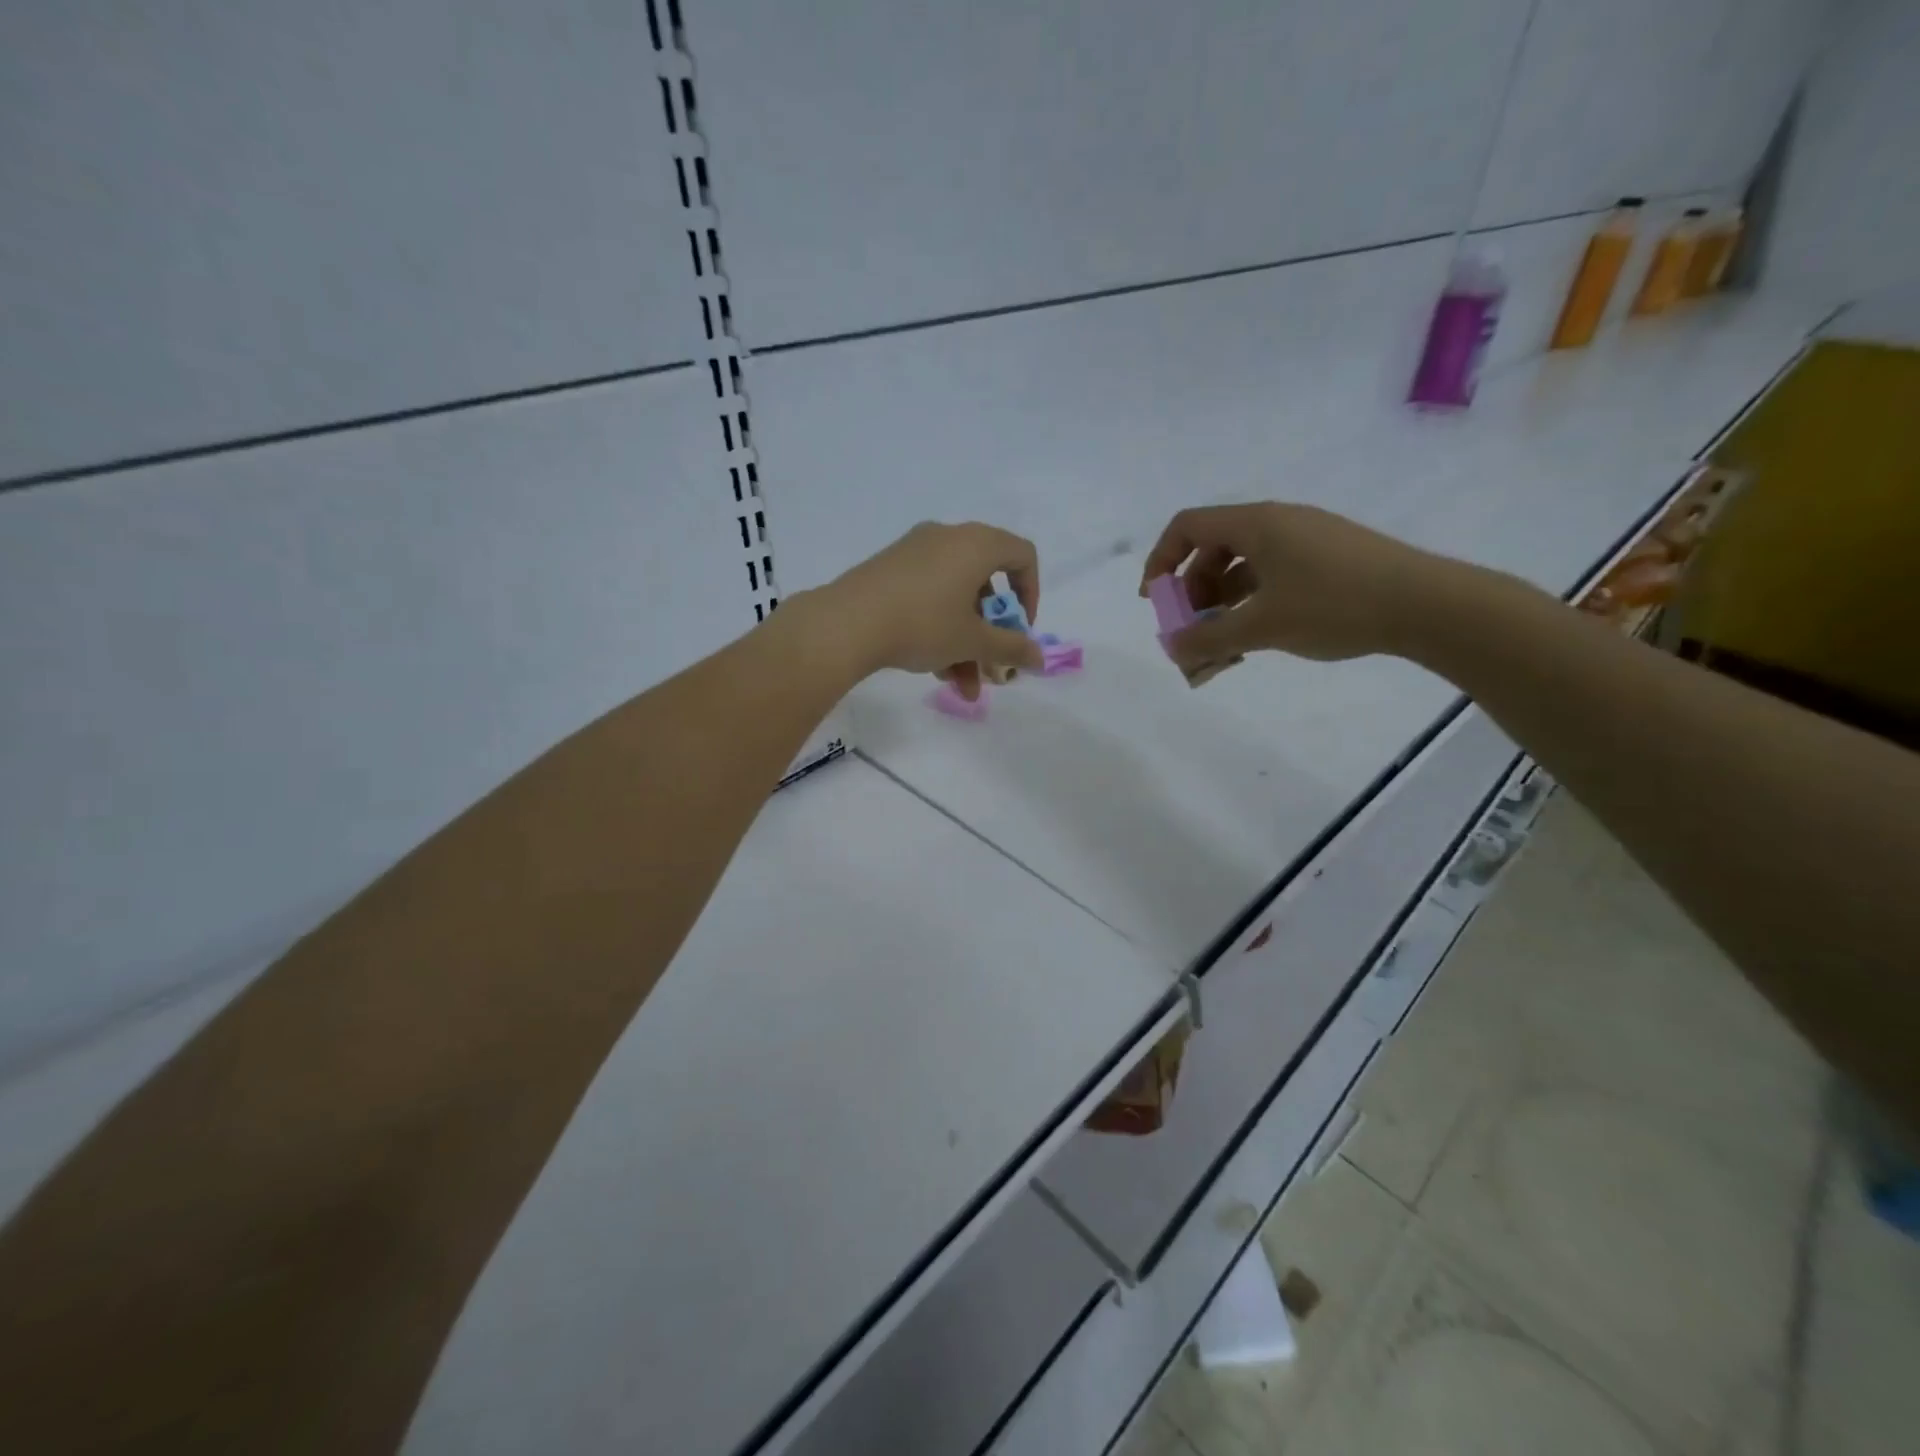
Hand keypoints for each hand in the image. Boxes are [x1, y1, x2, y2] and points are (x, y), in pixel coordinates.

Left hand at [812, 522, 1042, 697]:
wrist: (846, 624)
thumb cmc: (922, 624)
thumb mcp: (972, 641)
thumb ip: (1011, 648)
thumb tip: (1039, 658)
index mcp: (975, 543)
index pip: (1022, 555)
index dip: (1031, 594)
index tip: (1020, 631)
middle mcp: (947, 537)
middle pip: (985, 585)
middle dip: (991, 634)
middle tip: (990, 670)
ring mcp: (914, 552)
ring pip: (955, 598)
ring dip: (965, 643)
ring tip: (960, 686)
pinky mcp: (889, 570)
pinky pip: (928, 595)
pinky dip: (939, 628)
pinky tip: (933, 669)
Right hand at [1139, 503, 1449, 670]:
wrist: (1427, 604)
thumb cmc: (1334, 605)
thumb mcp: (1263, 626)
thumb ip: (1210, 639)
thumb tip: (1172, 650)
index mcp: (1256, 524)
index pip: (1187, 526)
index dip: (1161, 561)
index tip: (1156, 602)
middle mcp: (1277, 522)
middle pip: (1212, 547)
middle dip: (1191, 590)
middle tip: (1192, 629)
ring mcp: (1305, 538)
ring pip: (1242, 564)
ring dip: (1221, 601)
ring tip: (1223, 641)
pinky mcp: (1327, 557)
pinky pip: (1271, 573)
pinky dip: (1251, 600)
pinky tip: (1257, 634)